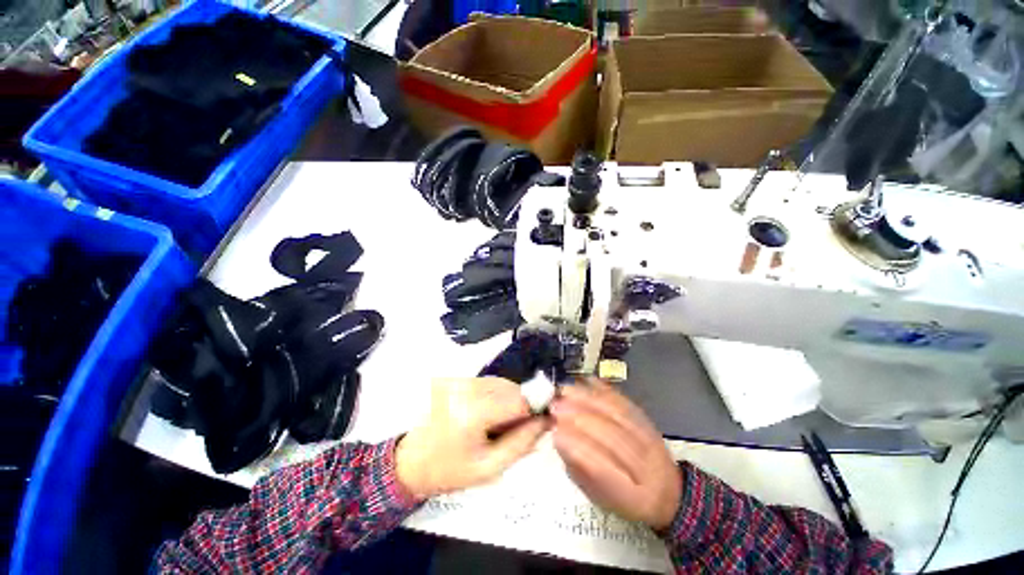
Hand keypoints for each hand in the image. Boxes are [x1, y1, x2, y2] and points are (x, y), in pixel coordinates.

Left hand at [396, 378, 547, 499]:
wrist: (411, 462)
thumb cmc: (449, 471)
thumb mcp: (489, 468)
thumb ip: (521, 443)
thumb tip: (545, 422)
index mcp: (474, 411)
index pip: (518, 400)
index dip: (533, 411)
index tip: (537, 426)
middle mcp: (468, 388)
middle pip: (511, 388)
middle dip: (520, 407)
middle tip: (513, 430)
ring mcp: (460, 381)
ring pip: (501, 383)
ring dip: (508, 400)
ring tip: (497, 424)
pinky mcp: (457, 380)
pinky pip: (488, 383)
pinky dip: (496, 396)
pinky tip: (487, 414)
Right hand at [550, 379, 681, 529]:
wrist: (667, 491)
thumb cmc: (625, 498)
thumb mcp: (600, 496)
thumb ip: (580, 469)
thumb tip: (559, 438)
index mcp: (633, 497)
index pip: (604, 471)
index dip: (578, 449)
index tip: (556, 432)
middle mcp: (647, 468)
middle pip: (613, 437)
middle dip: (580, 418)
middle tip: (555, 407)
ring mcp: (650, 441)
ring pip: (618, 415)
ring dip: (588, 400)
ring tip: (566, 391)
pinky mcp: (648, 420)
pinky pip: (625, 401)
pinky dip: (604, 390)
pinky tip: (586, 382)